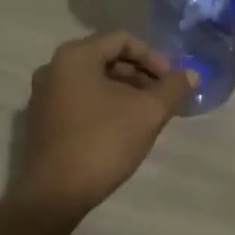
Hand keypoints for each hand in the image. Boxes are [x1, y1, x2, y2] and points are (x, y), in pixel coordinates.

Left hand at [3, 31, 195, 226]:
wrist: (54, 195)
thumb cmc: (102, 143)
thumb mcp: (147, 113)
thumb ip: (172, 88)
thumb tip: (191, 74)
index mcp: (75, 56)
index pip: (122, 40)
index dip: (153, 57)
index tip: (171, 81)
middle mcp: (54, 67)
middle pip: (107, 57)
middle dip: (140, 74)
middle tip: (163, 97)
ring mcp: (44, 94)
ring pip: (94, 80)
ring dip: (125, 90)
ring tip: (148, 113)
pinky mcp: (43, 119)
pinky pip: (81, 98)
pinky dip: (105, 104)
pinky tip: (124, 127)